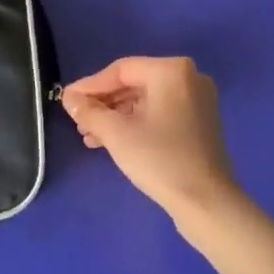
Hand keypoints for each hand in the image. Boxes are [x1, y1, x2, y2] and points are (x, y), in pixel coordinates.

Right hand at [63, 57, 240, 223]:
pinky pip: (160, 113)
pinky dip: (136, 123)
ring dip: (116, 116)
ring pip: (146, 100)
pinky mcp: (199, 122)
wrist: (207, 203)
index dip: (90, 86)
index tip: (66, 101)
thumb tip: (69, 98)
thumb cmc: (160, 159)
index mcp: (171, 70)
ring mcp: (197, 100)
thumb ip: (89, 111)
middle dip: (103, 104)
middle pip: (134, 84)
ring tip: (89, 136)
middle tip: (77, 120)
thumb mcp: (117, 134)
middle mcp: (188, 77)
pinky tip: (112, 141)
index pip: (121, 70)